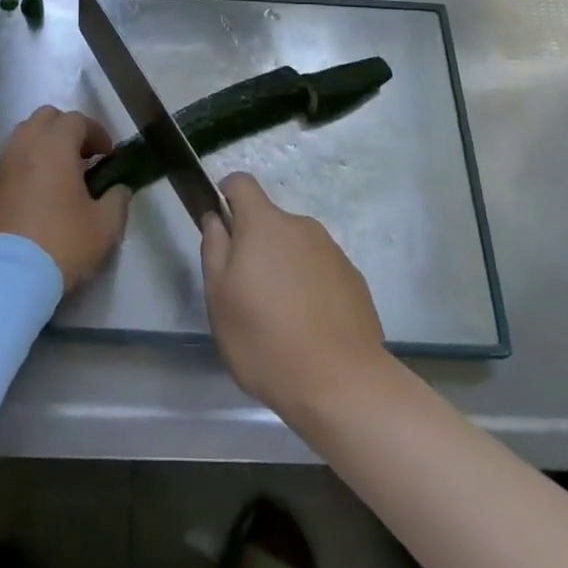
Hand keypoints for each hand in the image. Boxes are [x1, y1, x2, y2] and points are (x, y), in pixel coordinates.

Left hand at [0, 106, 127, 289]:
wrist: (5, 277)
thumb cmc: (60, 243)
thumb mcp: (104, 227)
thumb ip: (118, 200)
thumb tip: (119, 189)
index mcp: (54, 145)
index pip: (77, 120)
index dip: (97, 132)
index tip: (108, 155)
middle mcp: (25, 146)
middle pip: (46, 118)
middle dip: (67, 130)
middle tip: (83, 157)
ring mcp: (2, 165)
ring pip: (24, 137)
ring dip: (45, 146)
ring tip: (61, 175)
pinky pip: (11, 161)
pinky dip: (27, 165)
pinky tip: (39, 194)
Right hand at [200, 172, 387, 421]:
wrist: (343, 384)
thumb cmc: (266, 340)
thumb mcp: (219, 298)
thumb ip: (214, 248)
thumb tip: (216, 218)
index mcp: (264, 223)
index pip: (241, 182)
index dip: (226, 195)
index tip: (221, 228)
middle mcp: (301, 226)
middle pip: (269, 221)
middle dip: (255, 246)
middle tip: (247, 294)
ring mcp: (332, 251)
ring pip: (295, 248)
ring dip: (283, 268)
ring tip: (281, 319)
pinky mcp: (354, 279)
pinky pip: (320, 271)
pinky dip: (310, 288)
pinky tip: (309, 329)